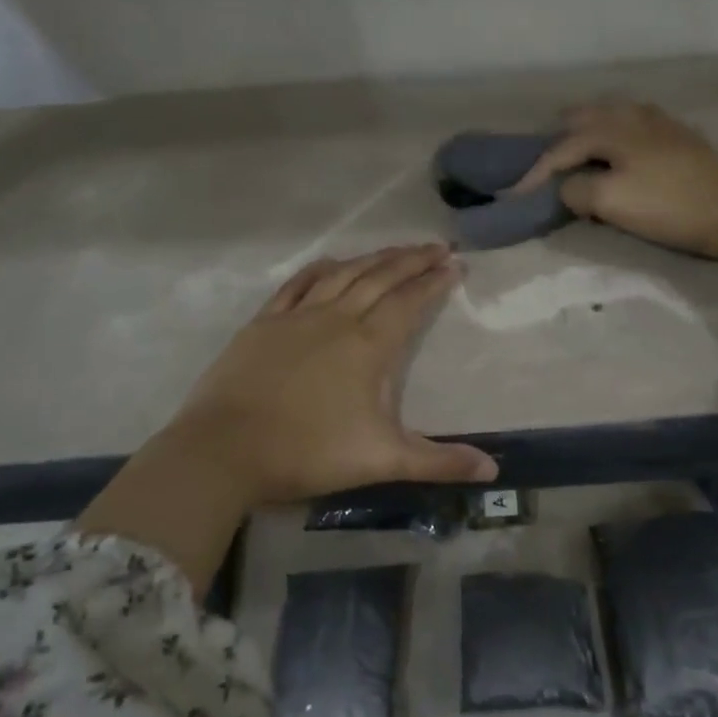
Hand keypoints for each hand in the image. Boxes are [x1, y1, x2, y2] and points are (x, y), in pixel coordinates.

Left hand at [77, 244, 496, 587]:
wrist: (223, 451)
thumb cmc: (308, 453)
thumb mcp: (382, 460)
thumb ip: (439, 462)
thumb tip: (494, 470)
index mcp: (368, 345)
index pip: (410, 302)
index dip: (434, 281)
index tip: (455, 264)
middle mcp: (337, 318)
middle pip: (381, 277)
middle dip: (412, 259)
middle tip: (437, 246)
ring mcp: (297, 316)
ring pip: (344, 274)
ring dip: (374, 258)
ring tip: (397, 249)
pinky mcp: (264, 322)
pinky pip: (299, 284)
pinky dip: (321, 268)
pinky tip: (333, 262)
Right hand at [508, 101, 717, 263]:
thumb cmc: (669, 207)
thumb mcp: (611, 201)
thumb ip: (576, 190)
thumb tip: (568, 187)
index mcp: (612, 128)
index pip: (560, 148)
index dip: (534, 172)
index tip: (513, 195)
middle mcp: (633, 115)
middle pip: (583, 118)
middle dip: (558, 140)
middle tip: (543, 165)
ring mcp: (659, 123)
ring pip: (610, 116)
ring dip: (586, 133)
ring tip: (576, 155)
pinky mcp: (678, 137)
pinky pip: (632, 126)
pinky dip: (613, 136)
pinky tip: (619, 152)